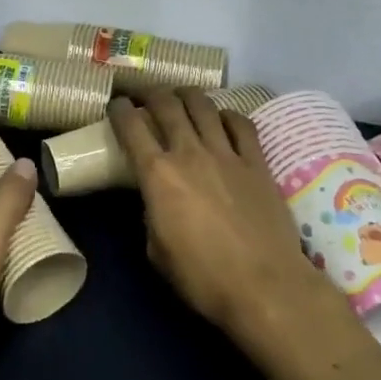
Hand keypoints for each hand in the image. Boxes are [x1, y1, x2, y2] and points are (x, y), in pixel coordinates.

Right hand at [109, 90, 331, 343]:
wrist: (265, 286)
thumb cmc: (203, 277)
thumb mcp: (157, 250)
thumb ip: (152, 215)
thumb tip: (157, 202)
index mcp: (158, 175)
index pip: (131, 127)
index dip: (119, 110)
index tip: (115, 104)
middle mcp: (189, 153)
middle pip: (167, 105)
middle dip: (150, 93)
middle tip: (144, 94)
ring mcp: (227, 154)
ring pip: (203, 106)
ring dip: (187, 95)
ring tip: (180, 95)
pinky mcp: (257, 163)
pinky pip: (241, 125)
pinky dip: (227, 115)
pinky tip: (222, 118)